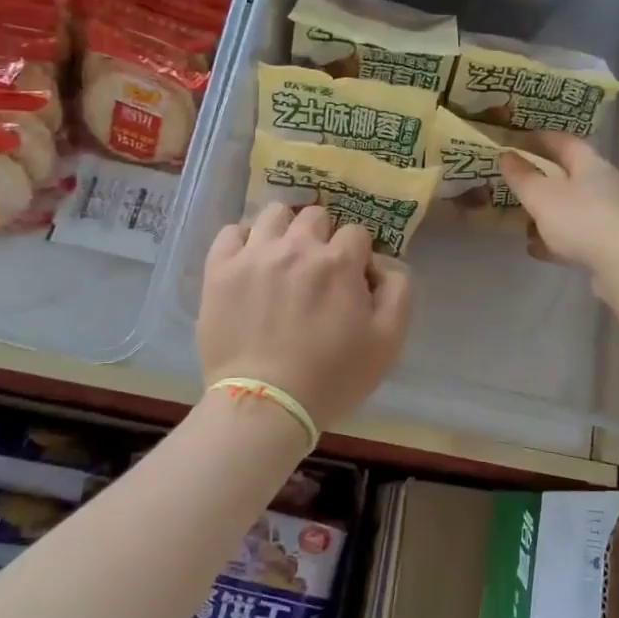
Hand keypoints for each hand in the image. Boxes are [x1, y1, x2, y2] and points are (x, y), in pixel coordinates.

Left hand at [197, 204, 412, 427]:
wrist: (266, 404)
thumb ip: (398, 291)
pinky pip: (232, 232)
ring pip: (274, 213)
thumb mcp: (389, 341)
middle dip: (324, 237)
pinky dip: (245, 240)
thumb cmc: (333, 376)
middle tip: (319, 271)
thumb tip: (383, 265)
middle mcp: (297, 246)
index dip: (359, 255)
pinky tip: (251, 261)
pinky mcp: (220, 269)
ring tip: (284, 258)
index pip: (357, 233)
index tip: (353, 281)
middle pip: (316, 216)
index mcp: (339, 261)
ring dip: (286, 229)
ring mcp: (254, 254)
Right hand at [498, 132, 618, 275]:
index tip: (516, 141)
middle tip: (515, 183)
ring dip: (547, 212)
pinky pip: (577, 235)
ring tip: (521, 221)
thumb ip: (522, 177)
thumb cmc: (580, 219)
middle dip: (541, 178)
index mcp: (590, 164)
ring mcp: (610, 215)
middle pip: (569, 175)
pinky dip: (556, 239)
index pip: (563, 141)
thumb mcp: (541, 195)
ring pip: (572, 208)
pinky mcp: (611, 244)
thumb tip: (506, 155)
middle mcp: (604, 185)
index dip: (539, 138)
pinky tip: (537, 249)